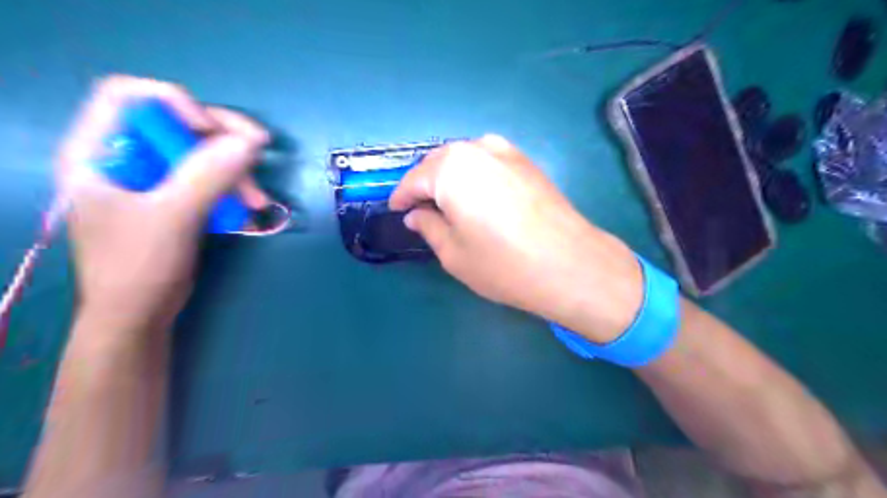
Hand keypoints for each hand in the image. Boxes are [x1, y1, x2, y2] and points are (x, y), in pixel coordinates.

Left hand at [56, 75, 269, 331]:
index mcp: (98, 152)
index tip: (211, 130)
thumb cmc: (137, 267)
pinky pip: (210, 177)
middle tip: (259, 147)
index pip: (129, 97)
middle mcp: (126, 157)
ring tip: (257, 198)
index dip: (173, 102)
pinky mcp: (176, 197)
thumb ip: (207, 176)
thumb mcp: (171, 218)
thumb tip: (250, 143)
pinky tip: (250, 206)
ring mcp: (154, 179)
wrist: (139, 315)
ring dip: (235, 169)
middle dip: (221, 137)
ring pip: (202, 152)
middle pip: (177, 122)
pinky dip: (233, 187)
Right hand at [391, 134, 641, 341]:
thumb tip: (416, 214)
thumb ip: (428, 226)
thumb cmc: (503, 264)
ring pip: (463, 159)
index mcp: (450, 168)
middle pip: (438, 163)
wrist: (570, 264)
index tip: (396, 211)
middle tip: (420, 210)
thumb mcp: (453, 253)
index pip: (414, 180)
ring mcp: (506, 151)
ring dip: (449, 178)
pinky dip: (473, 175)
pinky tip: (477, 197)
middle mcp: (477, 148)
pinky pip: (487, 161)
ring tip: (447, 204)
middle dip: (425, 185)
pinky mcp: (527, 161)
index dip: (402, 198)